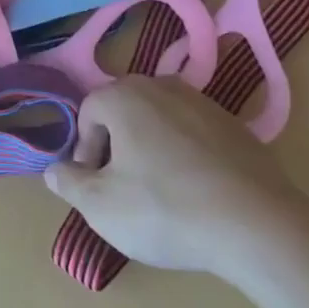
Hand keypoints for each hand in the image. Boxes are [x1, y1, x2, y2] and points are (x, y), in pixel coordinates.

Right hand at [43, 76, 308, 275]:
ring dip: (151, 148)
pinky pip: (193, 132)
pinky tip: (196, 192)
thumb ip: (70, 184)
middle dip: (116, 146)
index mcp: (124, 96)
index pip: (88, 112)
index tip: (96, 186)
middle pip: (124, 109)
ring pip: (159, 119)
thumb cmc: (165, 209)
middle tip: (124, 188)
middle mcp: (161, 85)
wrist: (255, 222)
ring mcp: (201, 100)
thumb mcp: (102, 207)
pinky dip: (185, 154)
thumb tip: (53, 170)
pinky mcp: (233, 123)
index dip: (85, 150)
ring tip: (161, 193)